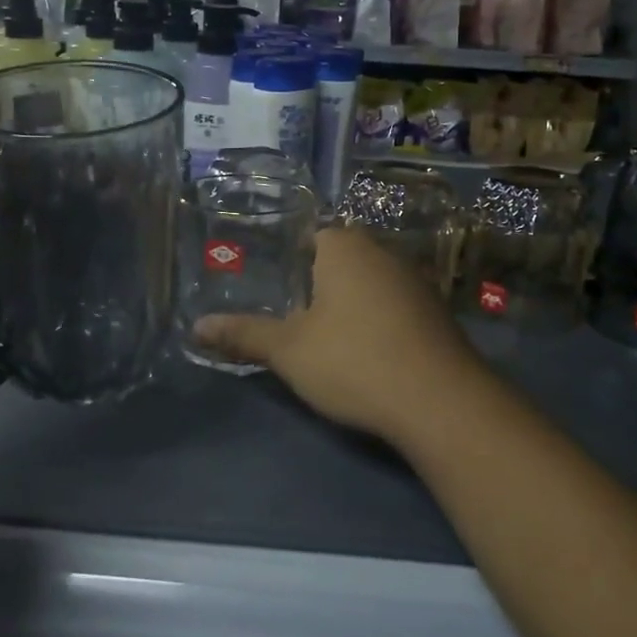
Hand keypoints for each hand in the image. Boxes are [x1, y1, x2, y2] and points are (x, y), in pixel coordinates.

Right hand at [194, 225, 488, 444]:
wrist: (440, 402)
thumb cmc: (354, 361)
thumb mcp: (288, 351)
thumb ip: (243, 335)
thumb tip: (196, 327)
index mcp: (345, 246)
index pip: (310, 234)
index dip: (288, 260)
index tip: (272, 289)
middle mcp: (383, 252)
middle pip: (340, 259)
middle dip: (317, 284)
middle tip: (289, 315)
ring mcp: (416, 282)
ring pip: (369, 284)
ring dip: (349, 305)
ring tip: (324, 338)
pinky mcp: (437, 314)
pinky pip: (395, 307)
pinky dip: (378, 323)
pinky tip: (367, 353)